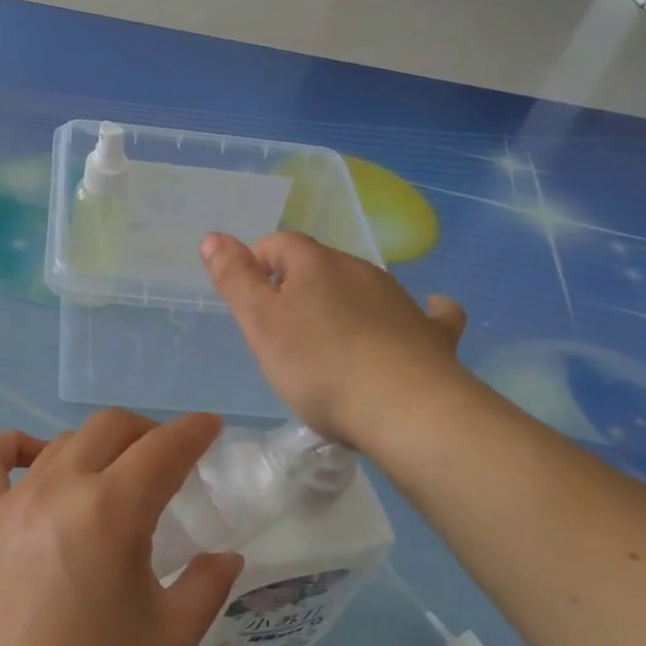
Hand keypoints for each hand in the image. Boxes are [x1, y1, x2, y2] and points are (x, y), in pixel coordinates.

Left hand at [0, 412, 244, 645]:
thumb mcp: (173, 639)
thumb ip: (207, 584)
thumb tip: (225, 556)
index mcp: (110, 513)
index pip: (162, 448)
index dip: (193, 431)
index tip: (210, 428)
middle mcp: (58, 489)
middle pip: (110, 428)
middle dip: (149, 431)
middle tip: (170, 458)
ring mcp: (11, 502)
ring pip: (62, 441)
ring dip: (99, 445)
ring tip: (117, 472)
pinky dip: (13, 446)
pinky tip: (35, 460)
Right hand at [200, 230, 467, 450]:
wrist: (407, 410)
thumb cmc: (319, 367)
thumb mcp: (261, 324)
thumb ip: (235, 280)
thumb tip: (214, 236)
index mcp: (316, 265)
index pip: (280, 243)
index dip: (258, 260)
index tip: (248, 294)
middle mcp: (361, 271)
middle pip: (321, 265)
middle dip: (298, 286)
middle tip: (281, 330)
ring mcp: (401, 300)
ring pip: (364, 288)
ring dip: (343, 303)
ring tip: (329, 344)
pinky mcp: (431, 333)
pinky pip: (425, 312)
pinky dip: (416, 312)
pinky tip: (420, 317)